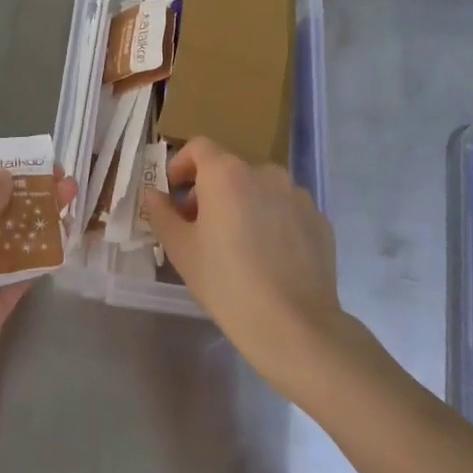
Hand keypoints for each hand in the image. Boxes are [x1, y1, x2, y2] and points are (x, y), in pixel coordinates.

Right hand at [141, 138, 352, 398]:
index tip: (173, 193)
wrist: (293, 324)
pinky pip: (285, 210)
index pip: (199, 147)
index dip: (181, 165)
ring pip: (260, 189)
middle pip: (230, 169)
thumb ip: (161, 213)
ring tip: (237, 245)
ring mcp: (297, 195)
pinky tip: (268, 258)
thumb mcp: (180, 248)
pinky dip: (271, 221)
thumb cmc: (226, 282)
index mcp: (227, 173)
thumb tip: (153, 194)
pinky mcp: (319, 220)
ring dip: (243, 204)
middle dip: (210, 190)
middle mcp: (265, 173)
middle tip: (199, 227)